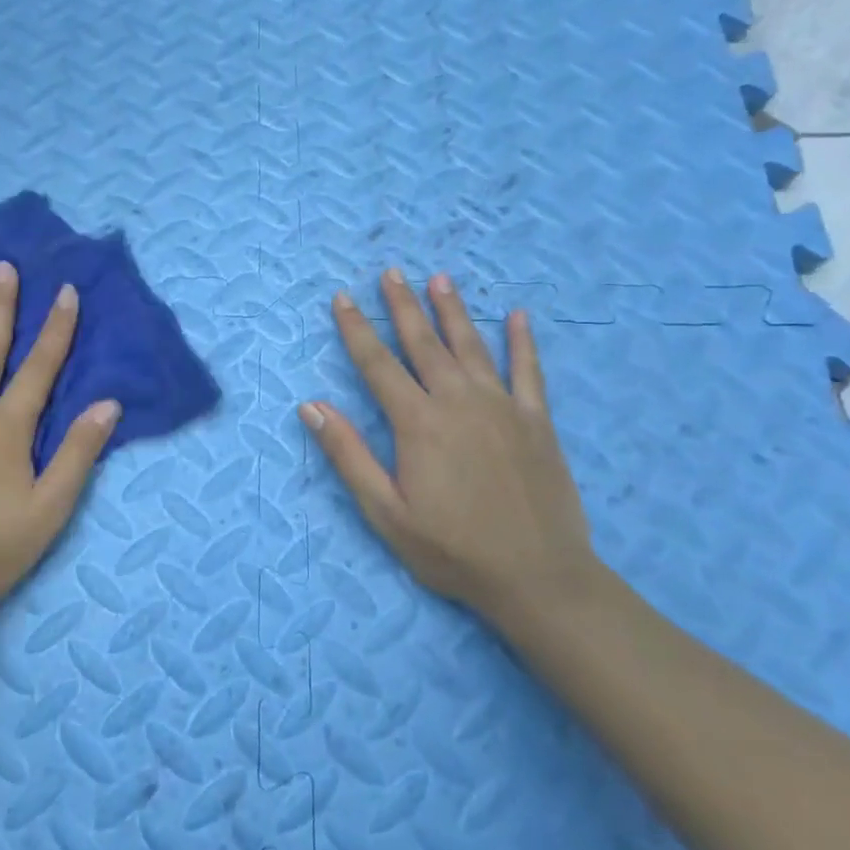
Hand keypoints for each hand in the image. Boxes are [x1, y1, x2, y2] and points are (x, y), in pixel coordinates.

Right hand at [299, 268, 615, 619]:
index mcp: (418, 423)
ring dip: (453, 311)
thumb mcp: (386, 512)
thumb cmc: (452, 550)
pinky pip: (529, 371)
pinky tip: (518, 316)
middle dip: (403, 306)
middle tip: (390, 272)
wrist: (537, 576)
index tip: (343, 298)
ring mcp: (503, 407)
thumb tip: (312, 406)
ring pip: (472, 346)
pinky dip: (523, 342)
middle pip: (424, 344)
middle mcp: (459, 401)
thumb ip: (349, 455)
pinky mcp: (537, 421)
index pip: (377, 364)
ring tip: (439, 279)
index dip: (357, 329)